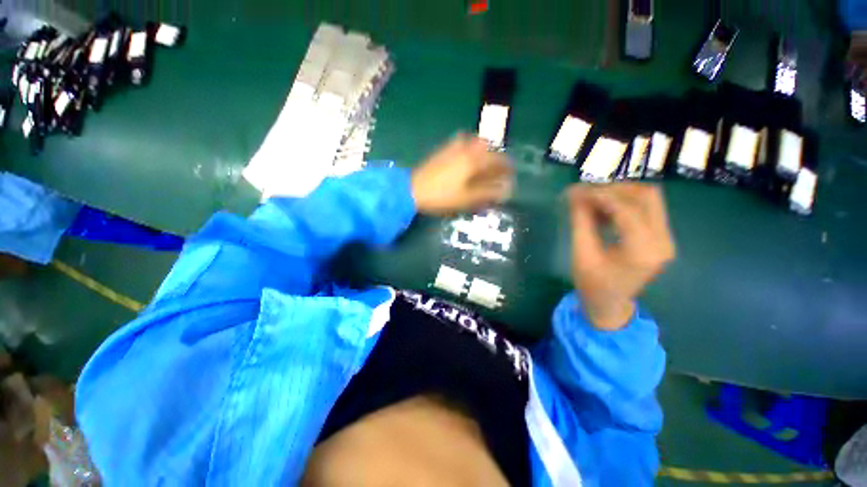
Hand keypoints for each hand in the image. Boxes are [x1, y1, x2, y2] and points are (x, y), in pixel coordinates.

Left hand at [411, 135, 512, 215]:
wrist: (413, 190)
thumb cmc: (442, 196)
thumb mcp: (467, 198)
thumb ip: (487, 193)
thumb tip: (505, 190)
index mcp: (473, 161)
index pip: (496, 160)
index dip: (506, 166)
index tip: (511, 173)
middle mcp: (465, 149)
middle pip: (486, 146)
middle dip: (495, 155)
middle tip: (497, 168)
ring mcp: (452, 148)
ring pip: (473, 142)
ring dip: (482, 149)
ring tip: (484, 161)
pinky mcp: (442, 150)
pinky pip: (460, 142)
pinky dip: (468, 146)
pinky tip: (465, 156)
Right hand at [568, 184, 675, 330]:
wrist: (610, 305)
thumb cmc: (592, 284)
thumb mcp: (581, 253)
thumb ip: (581, 222)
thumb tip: (575, 194)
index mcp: (643, 250)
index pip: (626, 209)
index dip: (600, 195)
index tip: (576, 190)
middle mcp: (662, 241)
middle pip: (646, 196)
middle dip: (614, 189)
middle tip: (587, 193)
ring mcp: (665, 238)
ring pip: (649, 199)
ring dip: (619, 194)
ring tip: (593, 201)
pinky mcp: (660, 238)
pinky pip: (646, 209)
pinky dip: (623, 204)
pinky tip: (603, 211)